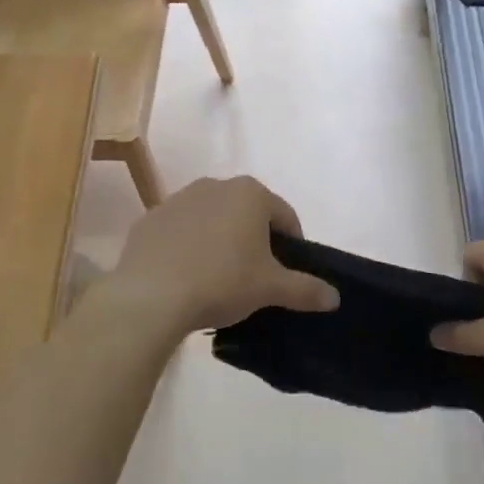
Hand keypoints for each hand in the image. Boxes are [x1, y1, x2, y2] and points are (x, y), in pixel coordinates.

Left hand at [111, 176, 338, 334]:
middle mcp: (214, 186)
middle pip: (247, 214)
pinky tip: (186, 277)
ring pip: (212, 220)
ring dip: (221, 242)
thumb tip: (335, 297)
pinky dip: (188, 248)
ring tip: (219, 279)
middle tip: (256, 277)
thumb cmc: (222, 282)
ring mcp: (177, 200)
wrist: (150, 296)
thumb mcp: (271, 289)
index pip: (285, 217)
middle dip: (255, 240)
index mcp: (250, 193)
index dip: (292, 246)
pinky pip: (180, 232)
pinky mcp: (149, 220)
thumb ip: (306, 289)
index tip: (288, 273)